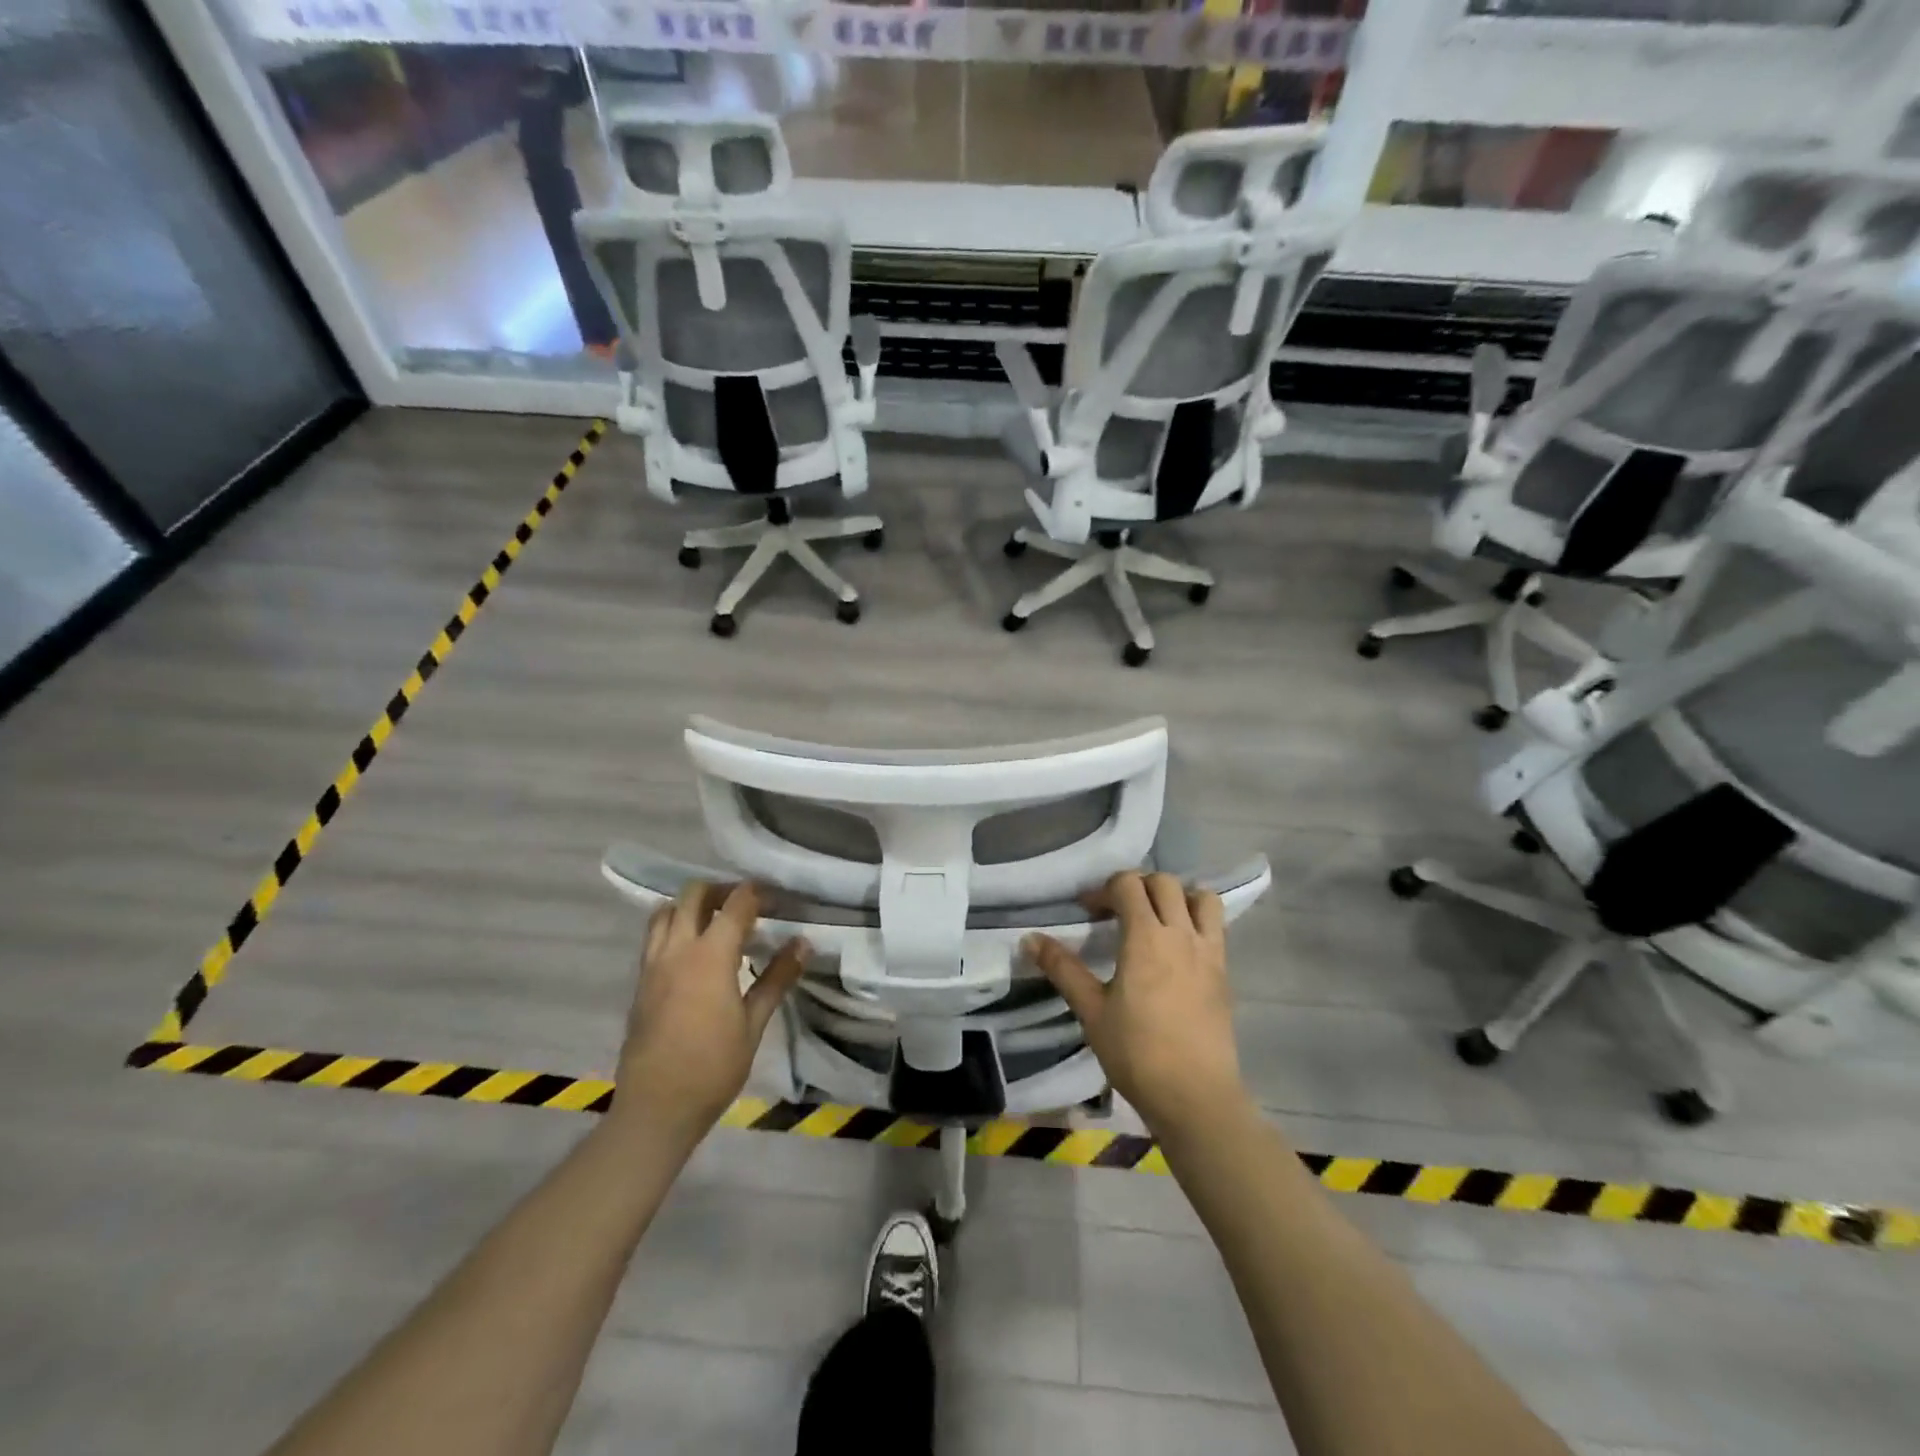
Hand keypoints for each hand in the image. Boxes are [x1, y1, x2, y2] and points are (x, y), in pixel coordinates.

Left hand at [613, 882, 806, 1146]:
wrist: (656, 1109)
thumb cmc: (713, 1068)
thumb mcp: (754, 1024)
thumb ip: (777, 978)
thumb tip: (803, 943)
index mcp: (709, 956)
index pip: (735, 904)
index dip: (756, 893)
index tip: (775, 897)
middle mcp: (676, 950)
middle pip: (694, 895)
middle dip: (722, 889)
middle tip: (746, 904)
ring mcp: (652, 964)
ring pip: (666, 911)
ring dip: (691, 905)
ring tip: (715, 921)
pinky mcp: (640, 982)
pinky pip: (654, 936)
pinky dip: (674, 926)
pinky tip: (693, 950)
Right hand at [1026, 871, 1249, 1139]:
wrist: (1195, 1096)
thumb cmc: (1136, 1053)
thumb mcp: (1091, 1010)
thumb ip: (1062, 968)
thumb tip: (1028, 939)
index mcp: (1146, 937)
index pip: (1128, 885)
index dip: (1104, 890)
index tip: (1088, 912)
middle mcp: (1181, 934)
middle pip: (1164, 882)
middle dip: (1137, 886)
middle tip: (1117, 912)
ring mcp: (1209, 952)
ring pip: (1201, 897)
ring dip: (1177, 897)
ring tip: (1156, 920)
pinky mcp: (1224, 972)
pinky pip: (1216, 927)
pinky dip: (1197, 920)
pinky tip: (1178, 949)